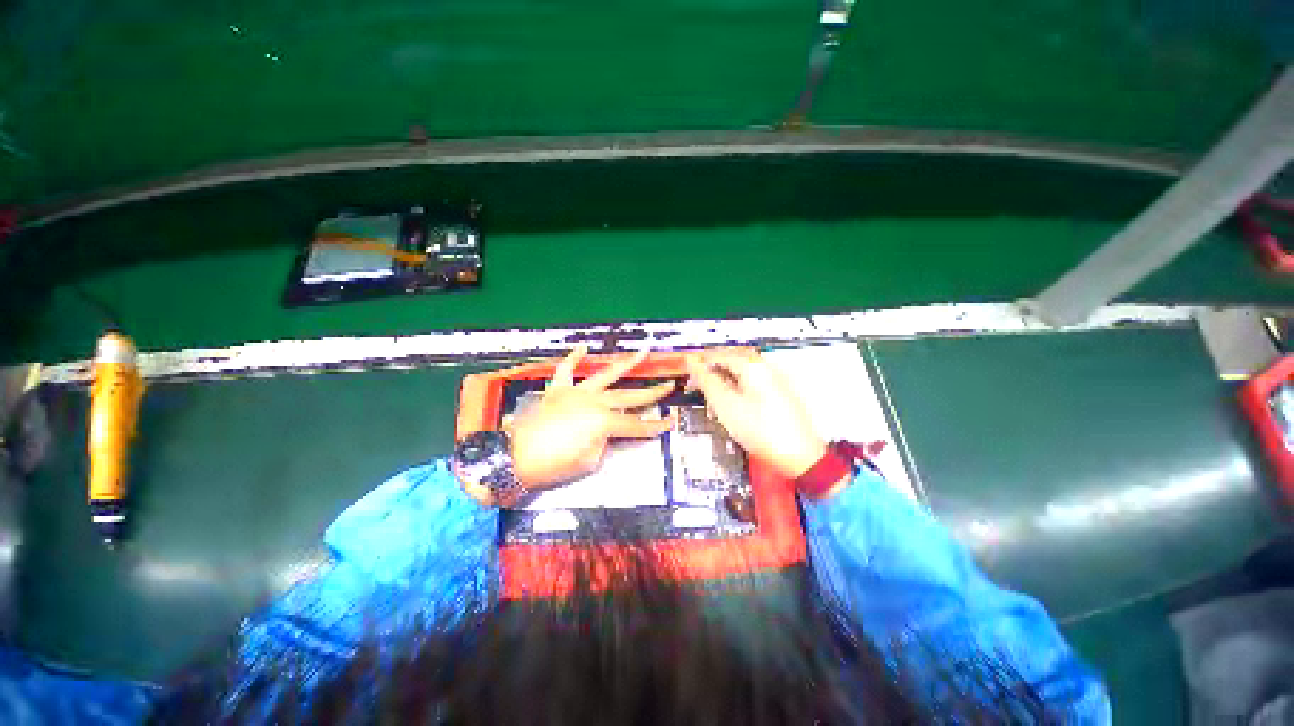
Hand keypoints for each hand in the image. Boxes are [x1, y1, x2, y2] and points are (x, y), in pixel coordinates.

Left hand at [507, 346, 676, 488]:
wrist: (515, 457)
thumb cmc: (553, 465)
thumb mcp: (588, 461)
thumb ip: (604, 442)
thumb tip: (606, 432)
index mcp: (603, 422)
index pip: (637, 425)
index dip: (656, 426)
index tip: (671, 422)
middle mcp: (594, 402)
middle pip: (630, 397)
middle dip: (653, 392)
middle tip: (669, 385)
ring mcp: (576, 392)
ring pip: (606, 375)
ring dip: (626, 364)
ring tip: (642, 352)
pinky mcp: (558, 390)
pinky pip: (566, 370)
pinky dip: (574, 358)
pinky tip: (584, 348)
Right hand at [684, 350, 826, 479]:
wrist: (800, 456)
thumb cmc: (764, 432)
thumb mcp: (726, 405)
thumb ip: (706, 381)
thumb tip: (692, 363)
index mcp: (753, 366)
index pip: (718, 355)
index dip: (699, 364)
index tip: (688, 374)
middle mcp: (767, 368)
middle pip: (731, 362)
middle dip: (713, 373)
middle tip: (699, 387)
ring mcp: (776, 380)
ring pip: (742, 374)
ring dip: (725, 383)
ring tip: (714, 400)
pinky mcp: (780, 394)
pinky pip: (753, 384)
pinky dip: (738, 391)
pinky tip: (733, 406)